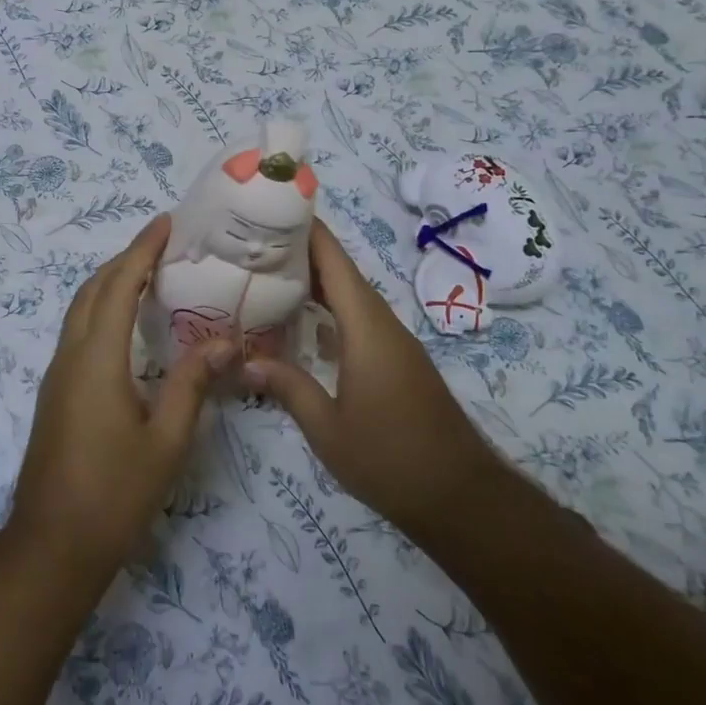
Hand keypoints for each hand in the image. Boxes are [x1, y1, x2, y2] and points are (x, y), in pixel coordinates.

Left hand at [9, 216, 231, 580]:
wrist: (52, 545)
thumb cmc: (114, 494)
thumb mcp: (165, 441)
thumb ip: (192, 385)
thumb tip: (222, 341)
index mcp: (97, 359)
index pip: (119, 286)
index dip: (142, 250)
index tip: (166, 224)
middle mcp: (70, 356)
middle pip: (93, 289)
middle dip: (125, 259)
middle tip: (163, 245)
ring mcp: (57, 375)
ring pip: (80, 310)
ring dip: (109, 283)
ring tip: (148, 275)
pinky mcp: (55, 393)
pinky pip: (77, 332)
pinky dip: (101, 310)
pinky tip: (126, 326)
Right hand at [244, 219, 502, 549]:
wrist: (460, 496)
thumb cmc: (390, 459)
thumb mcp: (328, 430)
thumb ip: (288, 388)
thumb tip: (245, 362)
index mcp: (366, 328)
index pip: (334, 262)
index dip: (307, 230)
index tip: (274, 207)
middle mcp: (382, 324)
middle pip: (342, 272)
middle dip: (302, 252)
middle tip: (254, 242)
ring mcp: (394, 342)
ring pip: (351, 296)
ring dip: (316, 281)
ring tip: (270, 274)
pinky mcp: (397, 361)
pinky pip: (359, 319)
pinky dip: (330, 310)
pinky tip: (303, 324)